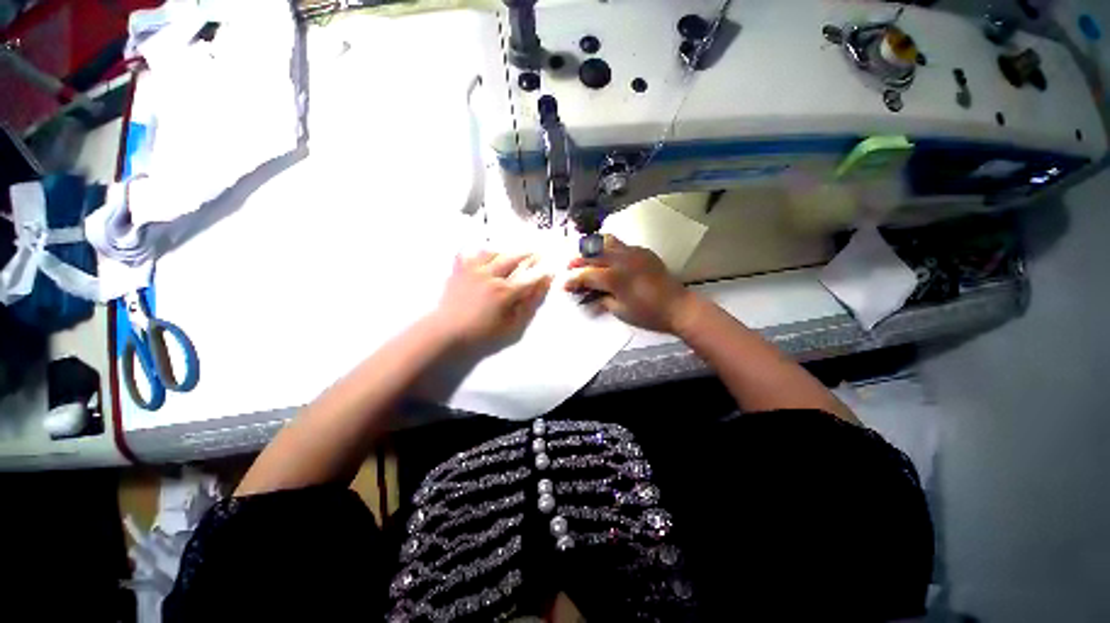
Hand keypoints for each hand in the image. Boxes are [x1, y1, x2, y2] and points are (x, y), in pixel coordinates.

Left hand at [431, 250, 551, 346]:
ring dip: (505, 252)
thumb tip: (542, 287)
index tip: (551, 269)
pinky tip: (483, 256)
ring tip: (511, 255)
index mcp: (505, 292)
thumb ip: (529, 306)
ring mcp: (472, 270)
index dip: (543, 272)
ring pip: (493, 251)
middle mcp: (490, 276)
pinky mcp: (458, 270)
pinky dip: (479, 252)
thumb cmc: (483, 335)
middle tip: (537, 253)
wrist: (447, 334)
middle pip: (514, 258)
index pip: (530, 277)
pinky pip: (469, 253)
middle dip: (529, 254)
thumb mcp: (513, 327)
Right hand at [564, 235, 695, 333]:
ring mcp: (633, 252)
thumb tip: (587, 296)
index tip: (564, 285)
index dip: (572, 280)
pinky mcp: (643, 251)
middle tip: (569, 267)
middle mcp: (621, 259)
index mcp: (614, 277)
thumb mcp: (619, 310)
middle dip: (577, 260)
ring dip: (592, 248)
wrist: (678, 307)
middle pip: (592, 254)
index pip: (586, 274)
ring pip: (606, 241)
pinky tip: (608, 258)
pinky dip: (609, 248)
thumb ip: (601, 299)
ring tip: (586, 256)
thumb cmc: (647, 314)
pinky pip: (621, 244)